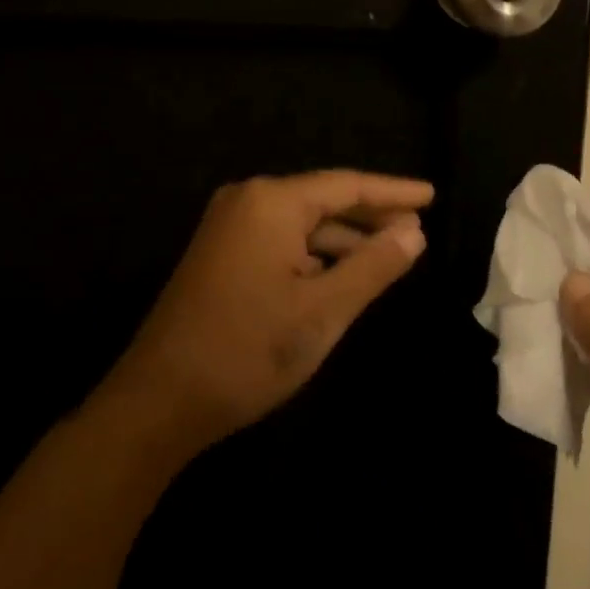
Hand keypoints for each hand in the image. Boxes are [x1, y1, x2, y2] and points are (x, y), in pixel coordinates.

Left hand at [109, 170, 433, 458]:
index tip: (432, 194)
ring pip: (303, 224)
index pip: (347, 185)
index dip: (393, 191)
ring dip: (345, 240)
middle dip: (371, 216)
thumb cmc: (247, 350)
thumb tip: (413, 231)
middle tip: (418, 228)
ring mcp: (229, 228)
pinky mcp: (221, 255)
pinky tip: (343, 275)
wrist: (157, 403)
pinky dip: (316, 256)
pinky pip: (282, 242)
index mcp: (272, 202)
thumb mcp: (324, 310)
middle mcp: (248, 201)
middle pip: (324, 200)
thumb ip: (373, 265)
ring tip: (390, 254)